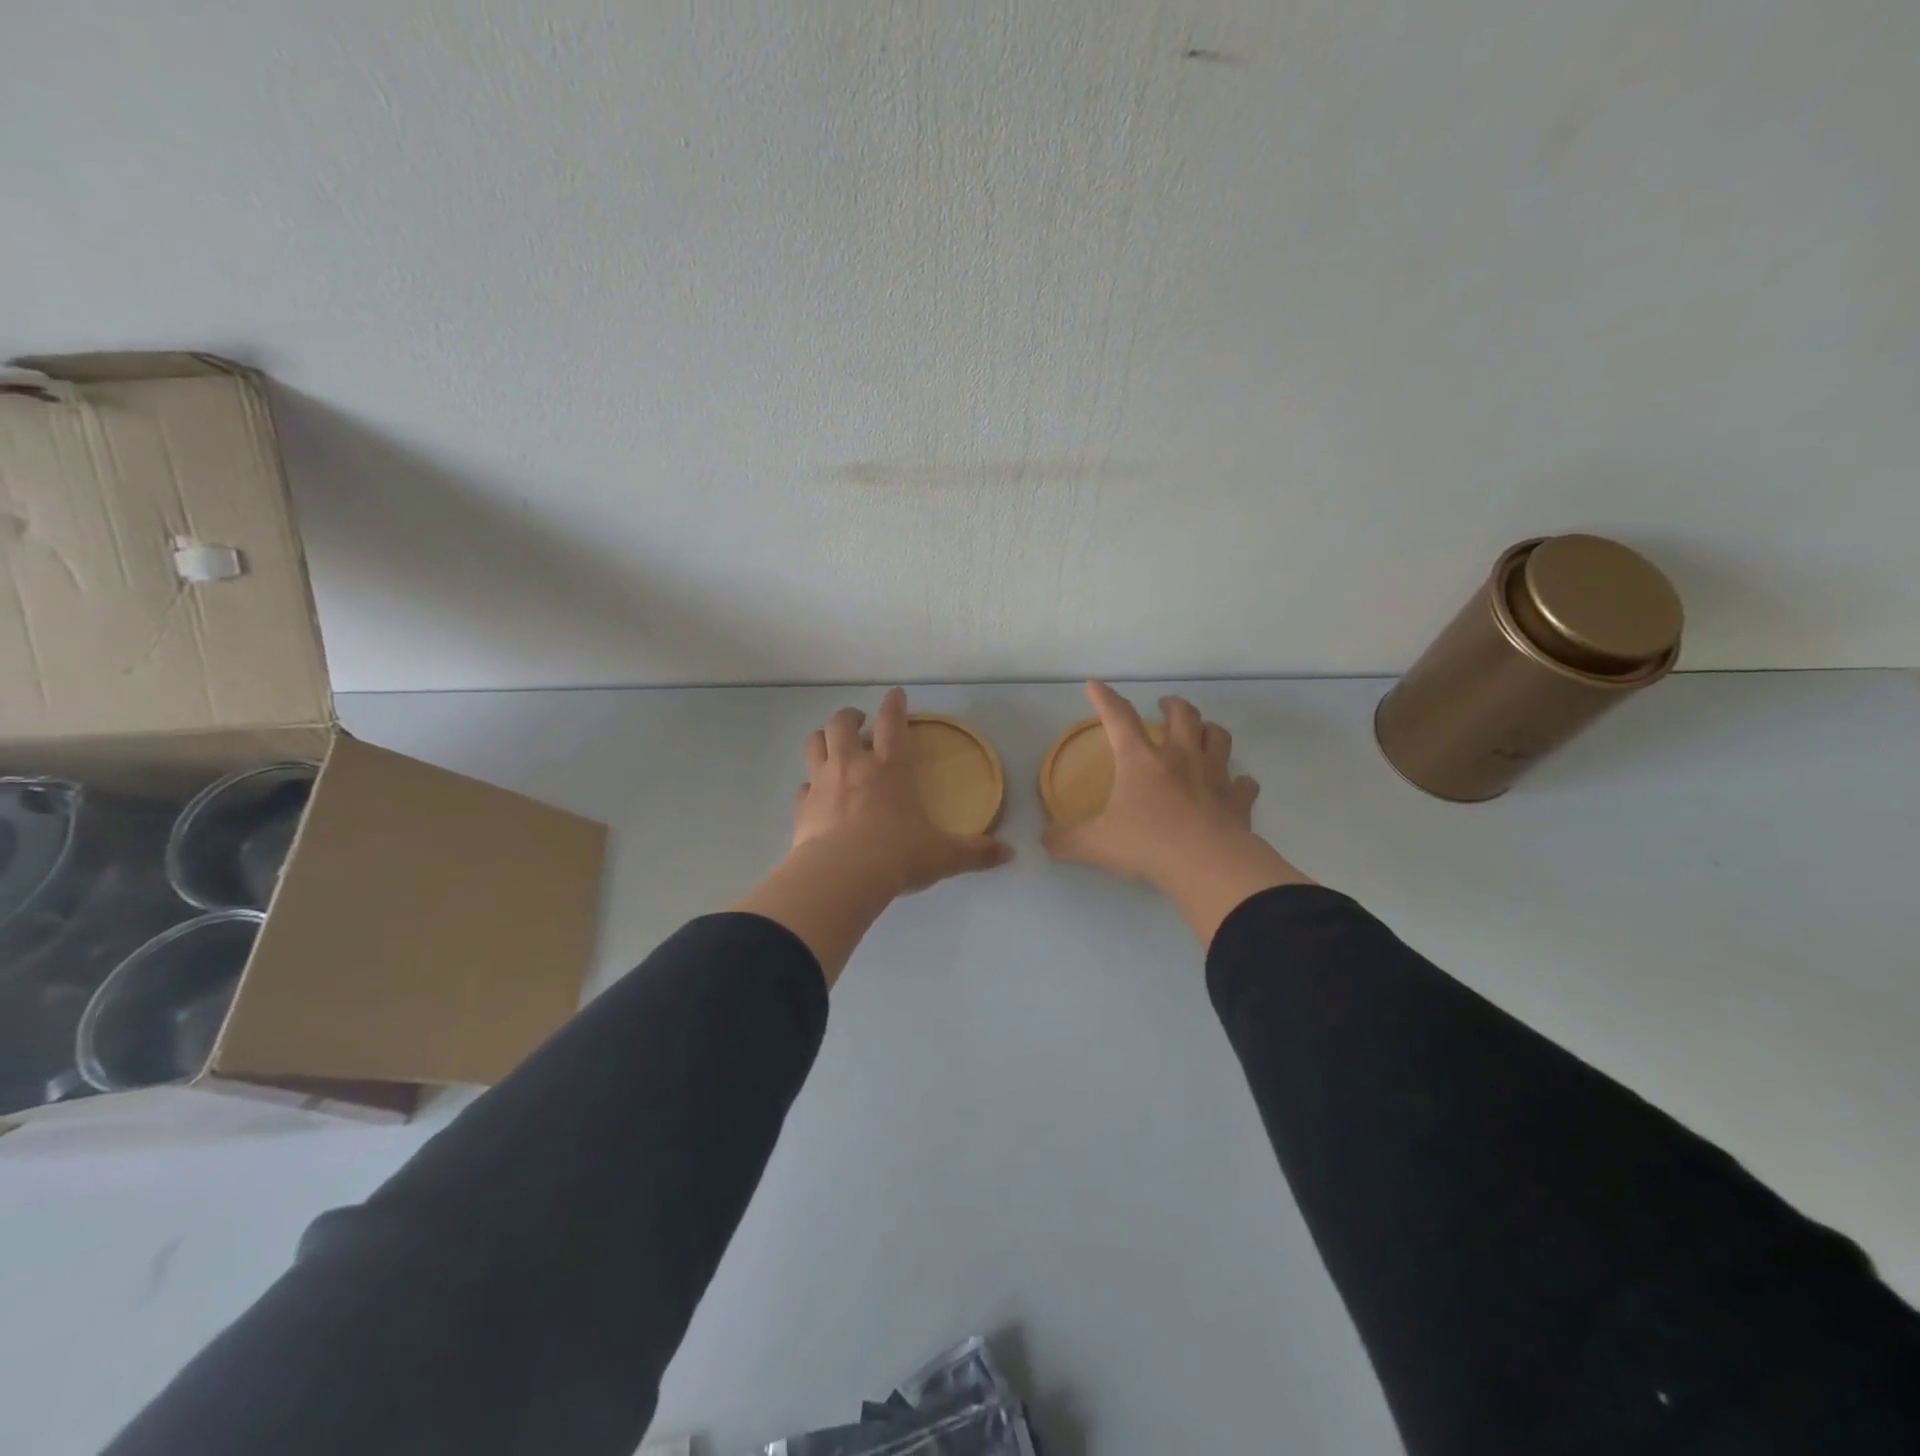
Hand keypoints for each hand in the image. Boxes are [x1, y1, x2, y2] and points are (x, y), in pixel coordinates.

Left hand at [737, 688, 1012, 985]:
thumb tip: (1009, 854)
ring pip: (815, 744)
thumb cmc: (897, 855)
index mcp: (890, 768)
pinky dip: (810, 784)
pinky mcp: (802, 808)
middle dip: (850, 717)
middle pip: (841, 724)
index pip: (892, 723)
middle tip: (858, 722)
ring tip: (832, 746)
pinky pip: (802, 786)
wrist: (841, 877)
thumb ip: (975, 852)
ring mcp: (823, 784)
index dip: (894, 704)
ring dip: (823, 739)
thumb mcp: (943, 855)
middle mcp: (853, 766)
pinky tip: (816, 795)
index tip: (895, 694)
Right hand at [1043, 682, 1310, 944]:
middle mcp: (1179, 758)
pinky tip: (1234, 786)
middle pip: (1182, 715)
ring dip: (1208, 731)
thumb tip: (1044, 841)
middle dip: (1172, 705)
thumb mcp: (1095, 845)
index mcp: (1141, 761)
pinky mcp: (1238, 800)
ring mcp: (1214, 775)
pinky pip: (1244, 783)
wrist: (1207, 865)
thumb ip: (1066, 841)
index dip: (1105, 698)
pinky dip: (1239, 782)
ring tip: (1201, 734)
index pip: (1119, 718)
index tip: (1095, 685)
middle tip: (1164, 706)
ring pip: (1218, 737)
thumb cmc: (1148, 845)